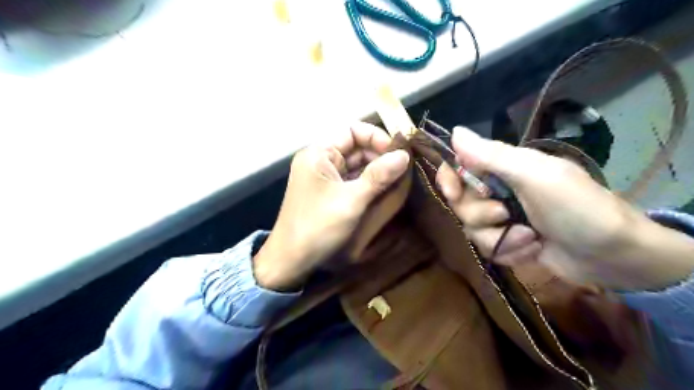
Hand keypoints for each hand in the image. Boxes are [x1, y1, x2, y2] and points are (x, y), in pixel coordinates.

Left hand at [255, 122, 407, 289]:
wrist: (291, 260)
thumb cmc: (318, 226)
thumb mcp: (351, 200)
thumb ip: (379, 176)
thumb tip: (404, 155)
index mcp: (319, 153)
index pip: (352, 131)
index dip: (377, 137)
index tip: (399, 153)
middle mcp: (320, 160)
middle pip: (356, 147)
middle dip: (380, 155)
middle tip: (405, 168)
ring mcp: (324, 177)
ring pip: (356, 165)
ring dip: (377, 170)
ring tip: (400, 179)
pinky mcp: (329, 193)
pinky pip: (352, 180)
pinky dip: (368, 183)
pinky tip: (386, 189)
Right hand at [432, 126, 693, 289]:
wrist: (614, 256)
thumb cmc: (578, 208)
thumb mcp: (536, 176)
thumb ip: (494, 156)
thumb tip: (455, 131)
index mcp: (504, 169)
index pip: (459, 167)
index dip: (448, 179)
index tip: (452, 193)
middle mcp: (498, 191)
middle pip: (462, 204)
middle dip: (481, 214)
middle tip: (505, 214)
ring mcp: (502, 219)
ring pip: (472, 229)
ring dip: (500, 238)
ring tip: (530, 238)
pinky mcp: (508, 243)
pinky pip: (488, 248)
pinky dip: (509, 252)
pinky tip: (532, 250)